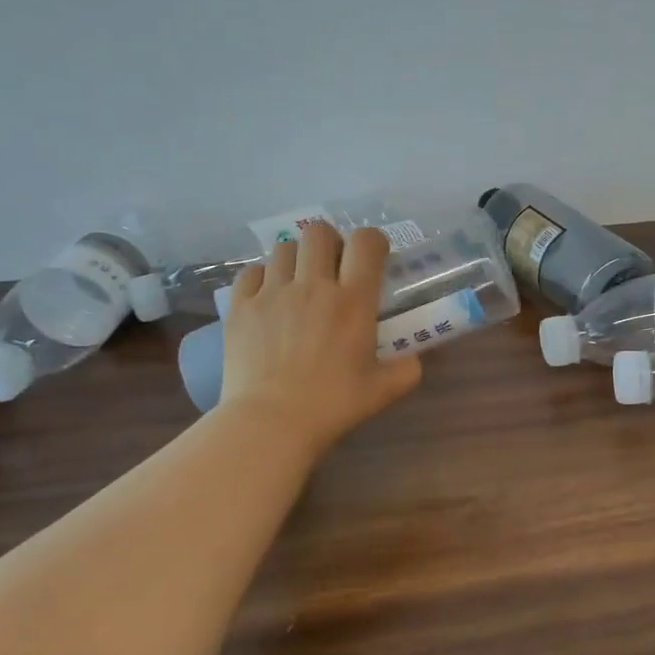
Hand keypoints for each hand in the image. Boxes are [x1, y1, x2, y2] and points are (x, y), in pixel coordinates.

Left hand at [217, 223, 421, 459]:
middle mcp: (313, 286)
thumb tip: (414, 358)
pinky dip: (263, 277)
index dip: (372, 241)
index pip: (365, 243)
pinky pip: (251, 272)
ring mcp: (272, 293)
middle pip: (319, 232)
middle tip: (333, 266)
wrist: (270, 422)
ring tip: (298, 281)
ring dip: (297, 258)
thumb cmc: (333, 405)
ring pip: (284, 248)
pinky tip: (268, 297)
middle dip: (330, 242)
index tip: (373, 256)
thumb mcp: (384, 390)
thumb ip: (407, 369)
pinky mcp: (240, 306)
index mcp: (353, 301)